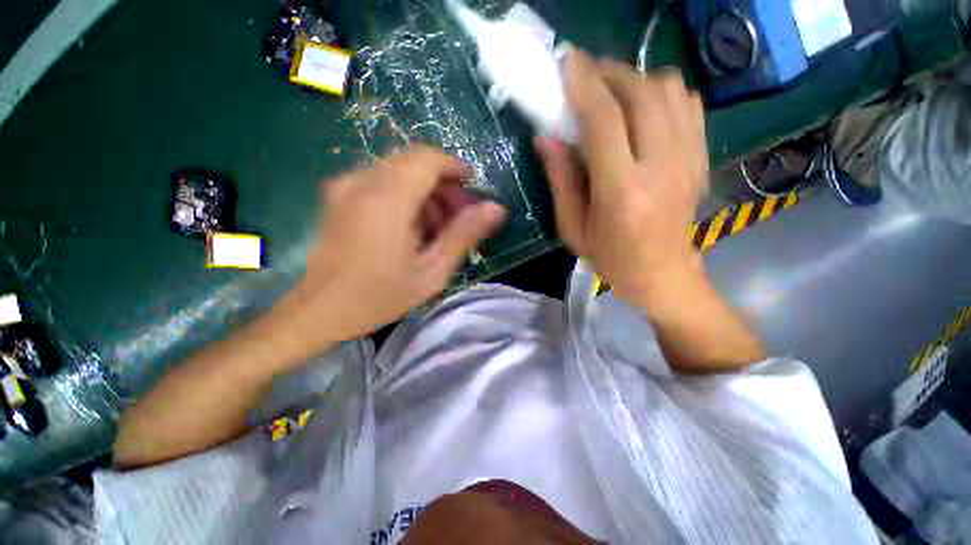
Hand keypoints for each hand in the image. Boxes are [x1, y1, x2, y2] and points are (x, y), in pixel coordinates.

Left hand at [266, 146, 506, 364]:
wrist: (318, 310)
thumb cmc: (378, 297)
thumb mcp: (431, 273)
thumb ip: (463, 236)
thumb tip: (496, 209)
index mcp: (387, 200)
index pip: (428, 158)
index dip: (455, 167)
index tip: (471, 189)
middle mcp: (362, 182)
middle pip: (414, 161)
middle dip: (443, 182)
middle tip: (458, 215)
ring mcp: (345, 185)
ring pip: (399, 169)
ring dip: (425, 190)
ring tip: (436, 226)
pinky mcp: (338, 193)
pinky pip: (381, 179)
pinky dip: (405, 194)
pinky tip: (411, 225)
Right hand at [535, 51, 708, 306]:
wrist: (662, 272)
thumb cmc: (610, 257)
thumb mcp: (572, 227)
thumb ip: (560, 179)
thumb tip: (546, 137)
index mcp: (622, 191)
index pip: (604, 121)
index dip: (585, 84)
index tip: (568, 62)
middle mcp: (661, 166)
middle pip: (641, 93)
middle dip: (610, 73)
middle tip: (587, 76)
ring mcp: (688, 158)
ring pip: (669, 89)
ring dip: (636, 80)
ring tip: (613, 93)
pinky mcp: (701, 156)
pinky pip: (687, 103)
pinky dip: (662, 93)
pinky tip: (643, 108)